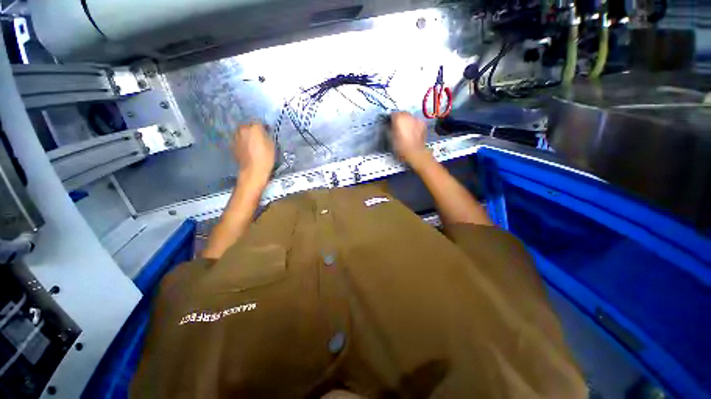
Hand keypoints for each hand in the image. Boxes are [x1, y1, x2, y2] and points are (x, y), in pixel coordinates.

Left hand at [232, 122, 274, 185]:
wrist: (253, 171)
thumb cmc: (266, 158)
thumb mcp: (271, 145)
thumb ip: (266, 135)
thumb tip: (264, 132)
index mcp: (253, 128)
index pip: (258, 121)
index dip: (263, 126)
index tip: (267, 131)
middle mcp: (242, 129)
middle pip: (248, 125)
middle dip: (253, 129)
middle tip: (259, 137)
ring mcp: (235, 137)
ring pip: (242, 132)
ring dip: (246, 135)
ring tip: (253, 143)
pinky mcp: (232, 145)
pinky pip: (238, 140)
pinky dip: (242, 142)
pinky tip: (248, 149)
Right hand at [390, 112, 432, 168]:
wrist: (415, 153)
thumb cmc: (401, 147)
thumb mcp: (390, 138)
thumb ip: (389, 128)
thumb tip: (389, 125)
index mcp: (399, 118)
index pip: (392, 114)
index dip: (391, 119)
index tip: (390, 125)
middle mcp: (408, 116)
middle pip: (402, 114)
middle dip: (400, 119)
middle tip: (398, 127)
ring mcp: (416, 119)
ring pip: (409, 117)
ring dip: (407, 121)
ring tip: (405, 130)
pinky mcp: (423, 124)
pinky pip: (416, 122)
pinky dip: (413, 124)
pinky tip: (412, 132)